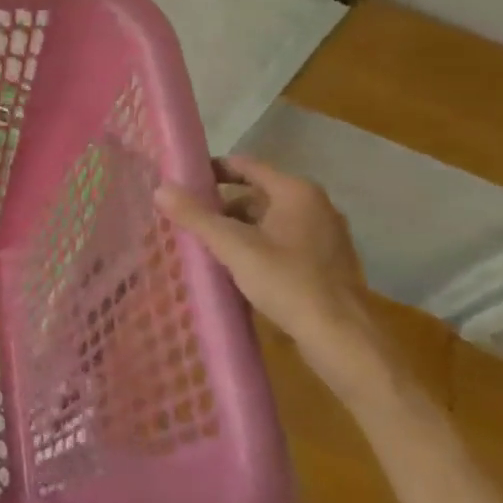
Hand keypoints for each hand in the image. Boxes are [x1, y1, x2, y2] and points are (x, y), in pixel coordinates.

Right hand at [154, 156, 390, 400]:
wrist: (341, 337)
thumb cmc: (287, 281)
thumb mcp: (233, 246)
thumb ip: (196, 216)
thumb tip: (161, 188)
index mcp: (296, 192)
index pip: (246, 165)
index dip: (212, 170)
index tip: (183, 182)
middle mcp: (314, 206)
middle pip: (256, 194)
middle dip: (221, 206)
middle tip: (188, 220)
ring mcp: (323, 235)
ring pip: (268, 221)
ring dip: (237, 229)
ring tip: (206, 247)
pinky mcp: (325, 263)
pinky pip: (281, 243)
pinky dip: (256, 247)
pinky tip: (236, 269)